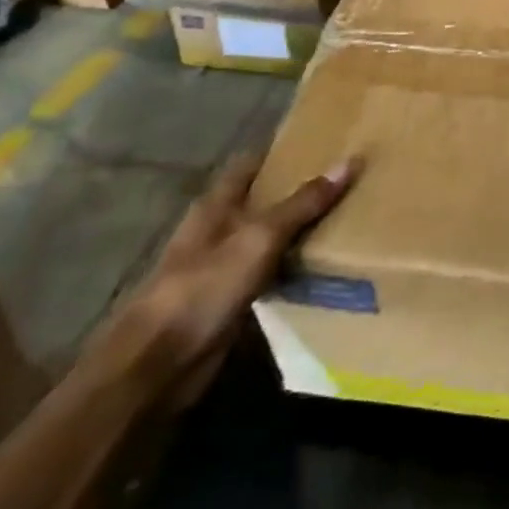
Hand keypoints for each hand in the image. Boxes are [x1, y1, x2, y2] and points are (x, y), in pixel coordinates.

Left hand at [97, 153, 358, 406]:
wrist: (159, 364)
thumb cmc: (204, 286)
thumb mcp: (260, 237)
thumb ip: (303, 203)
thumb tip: (349, 162)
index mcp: (216, 205)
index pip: (250, 165)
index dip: (281, 152)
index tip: (321, 143)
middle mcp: (218, 230)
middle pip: (261, 200)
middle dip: (296, 191)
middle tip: (345, 180)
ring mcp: (221, 267)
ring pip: (267, 238)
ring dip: (296, 231)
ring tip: (345, 218)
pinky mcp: (229, 300)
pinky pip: (268, 273)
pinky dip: (291, 267)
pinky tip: (321, 267)